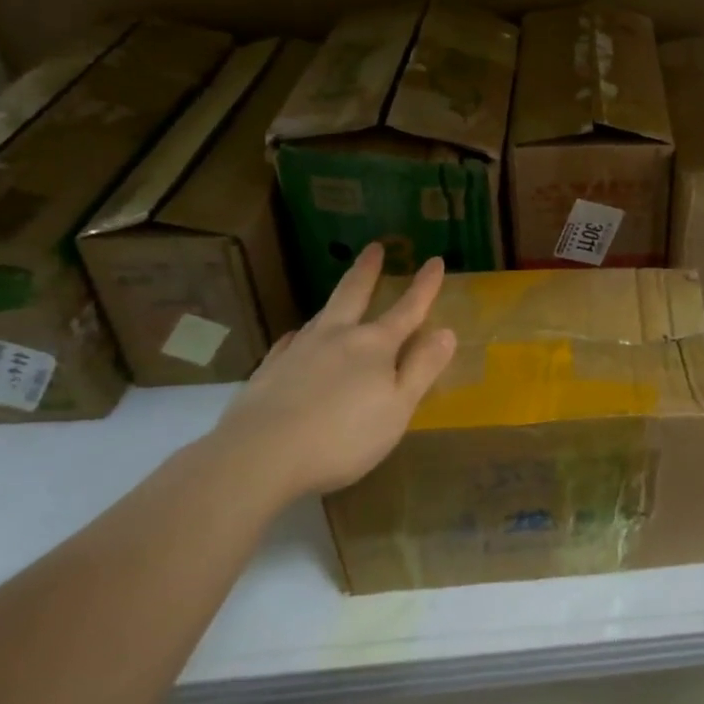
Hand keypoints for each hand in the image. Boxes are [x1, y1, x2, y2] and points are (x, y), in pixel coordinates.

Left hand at [207, 244, 456, 501]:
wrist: (258, 456)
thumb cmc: (342, 436)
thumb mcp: (398, 407)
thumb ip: (422, 368)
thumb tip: (446, 332)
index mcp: (374, 345)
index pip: (407, 309)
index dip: (424, 286)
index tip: (435, 261)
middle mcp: (336, 337)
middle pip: (354, 295)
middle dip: (368, 271)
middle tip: (374, 247)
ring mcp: (298, 351)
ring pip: (322, 315)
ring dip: (336, 300)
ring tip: (341, 293)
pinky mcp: (268, 371)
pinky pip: (289, 343)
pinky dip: (300, 336)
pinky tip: (296, 339)